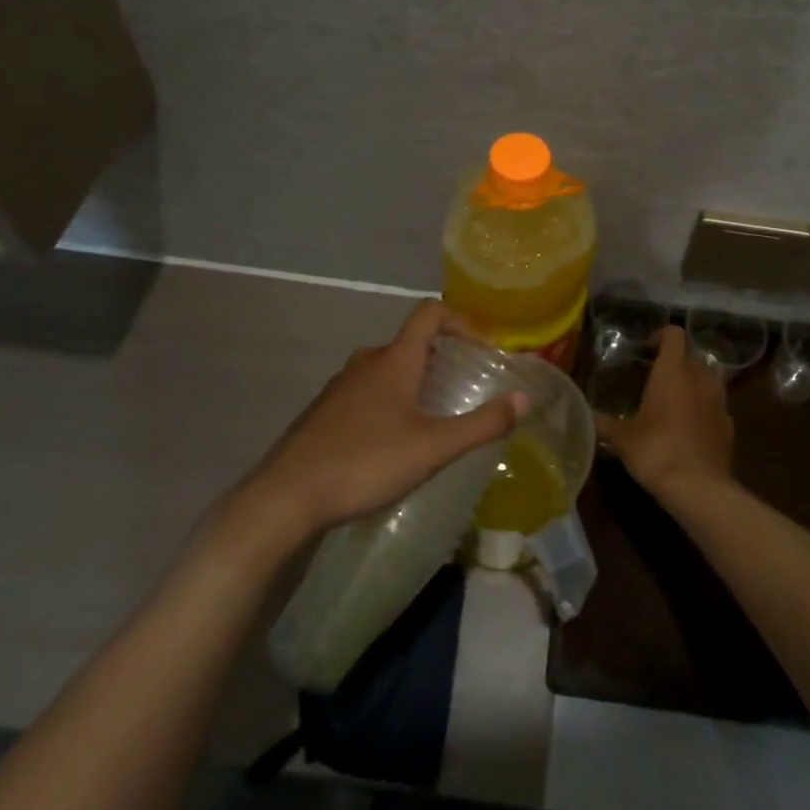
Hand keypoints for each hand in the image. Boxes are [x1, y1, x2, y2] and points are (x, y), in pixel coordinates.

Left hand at [233, 300, 527, 546]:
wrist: (285, 497)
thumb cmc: (365, 462)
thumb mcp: (433, 447)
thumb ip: (482, 424)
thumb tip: (524, 398)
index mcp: (394, 359)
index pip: (431, 312)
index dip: (462, 321)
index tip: (483, 350)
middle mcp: (366, 362)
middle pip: (410, 342)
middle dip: (441, 357)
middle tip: (463, 387)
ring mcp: (340, 387)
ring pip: (386, 369)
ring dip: (414, 382)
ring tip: (432, 418)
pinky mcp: (323, 413)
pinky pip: (366, 393)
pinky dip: (388, 402)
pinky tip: (392, 443)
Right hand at [594, 325, 735, 497]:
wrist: (698, 487)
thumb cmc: (656, 450)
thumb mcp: (622, 438)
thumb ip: (605, 423)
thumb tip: (587, 416)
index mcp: (672, 371)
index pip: (674, 334)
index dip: (660, 336)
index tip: (647, 351)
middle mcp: (699, 378)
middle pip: (692, 355)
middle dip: (677, 361)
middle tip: (657, 377)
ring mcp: (719, 401)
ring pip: (709, 378)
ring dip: (694, 382)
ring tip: (676, 400)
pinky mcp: (729, 425)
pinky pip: (717, 406)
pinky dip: (705, 408)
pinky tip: (691, 427)